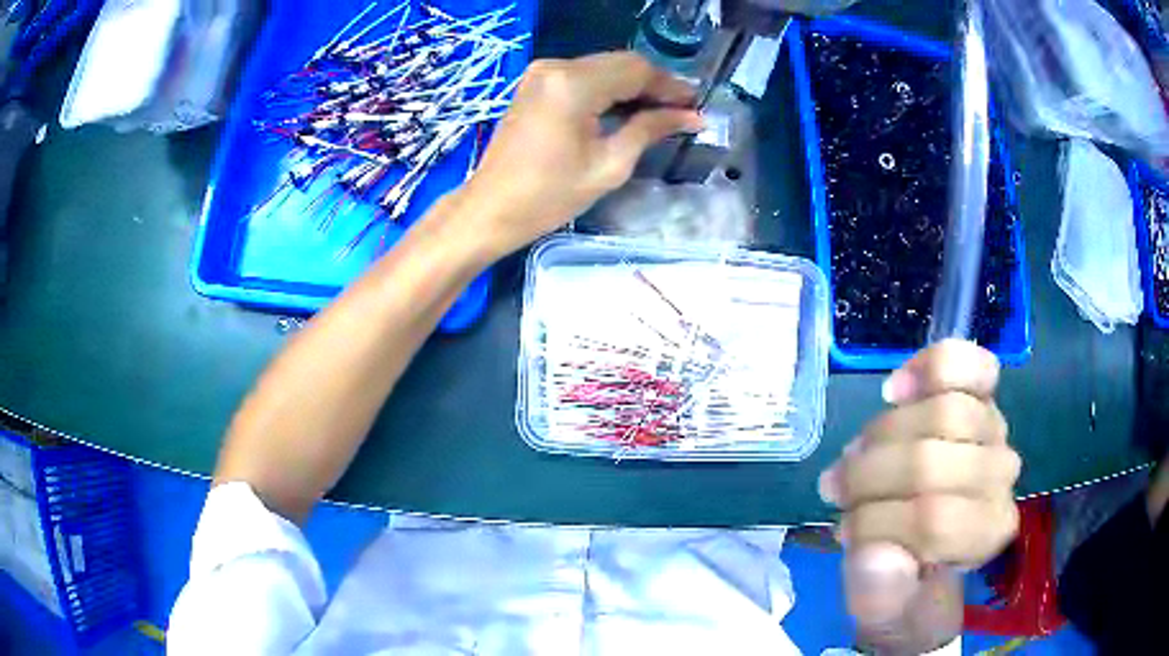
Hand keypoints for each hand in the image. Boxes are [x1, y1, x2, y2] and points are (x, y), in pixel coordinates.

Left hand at [458, 52, 702, 259]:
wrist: (490, 208)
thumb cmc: (549, 197)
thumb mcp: (609, 165)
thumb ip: (650, 130)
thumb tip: (691, 116)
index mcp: (573, 85)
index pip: (636, 70)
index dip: (670, 86)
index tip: (696, 105)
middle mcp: (556, 67)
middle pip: (621, 63)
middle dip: (654, 85)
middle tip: (682, 110)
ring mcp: (542, 72)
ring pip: (604, 67)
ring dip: (633, 86)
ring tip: (661, 113)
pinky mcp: (535, 83)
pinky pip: (584, 76)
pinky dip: (609, 89)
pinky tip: (627, 109)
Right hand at [819, 340, 1021, 653]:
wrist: (927, 538)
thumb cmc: (905, 577)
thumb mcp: (882, 608)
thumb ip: (879, 594)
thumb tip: (874, 554)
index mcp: (984, 536)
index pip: (931, 519)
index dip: (875, 522)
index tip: (846, 534)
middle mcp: (1001, 480)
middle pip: (930, 461)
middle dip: (868, 476)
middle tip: (839, 491)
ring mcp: (995, 430)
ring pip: (940, 411)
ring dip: (881, 435)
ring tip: (856, 455)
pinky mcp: (983, 393)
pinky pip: (964, 363)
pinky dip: (928, 368)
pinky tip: (897, 389)